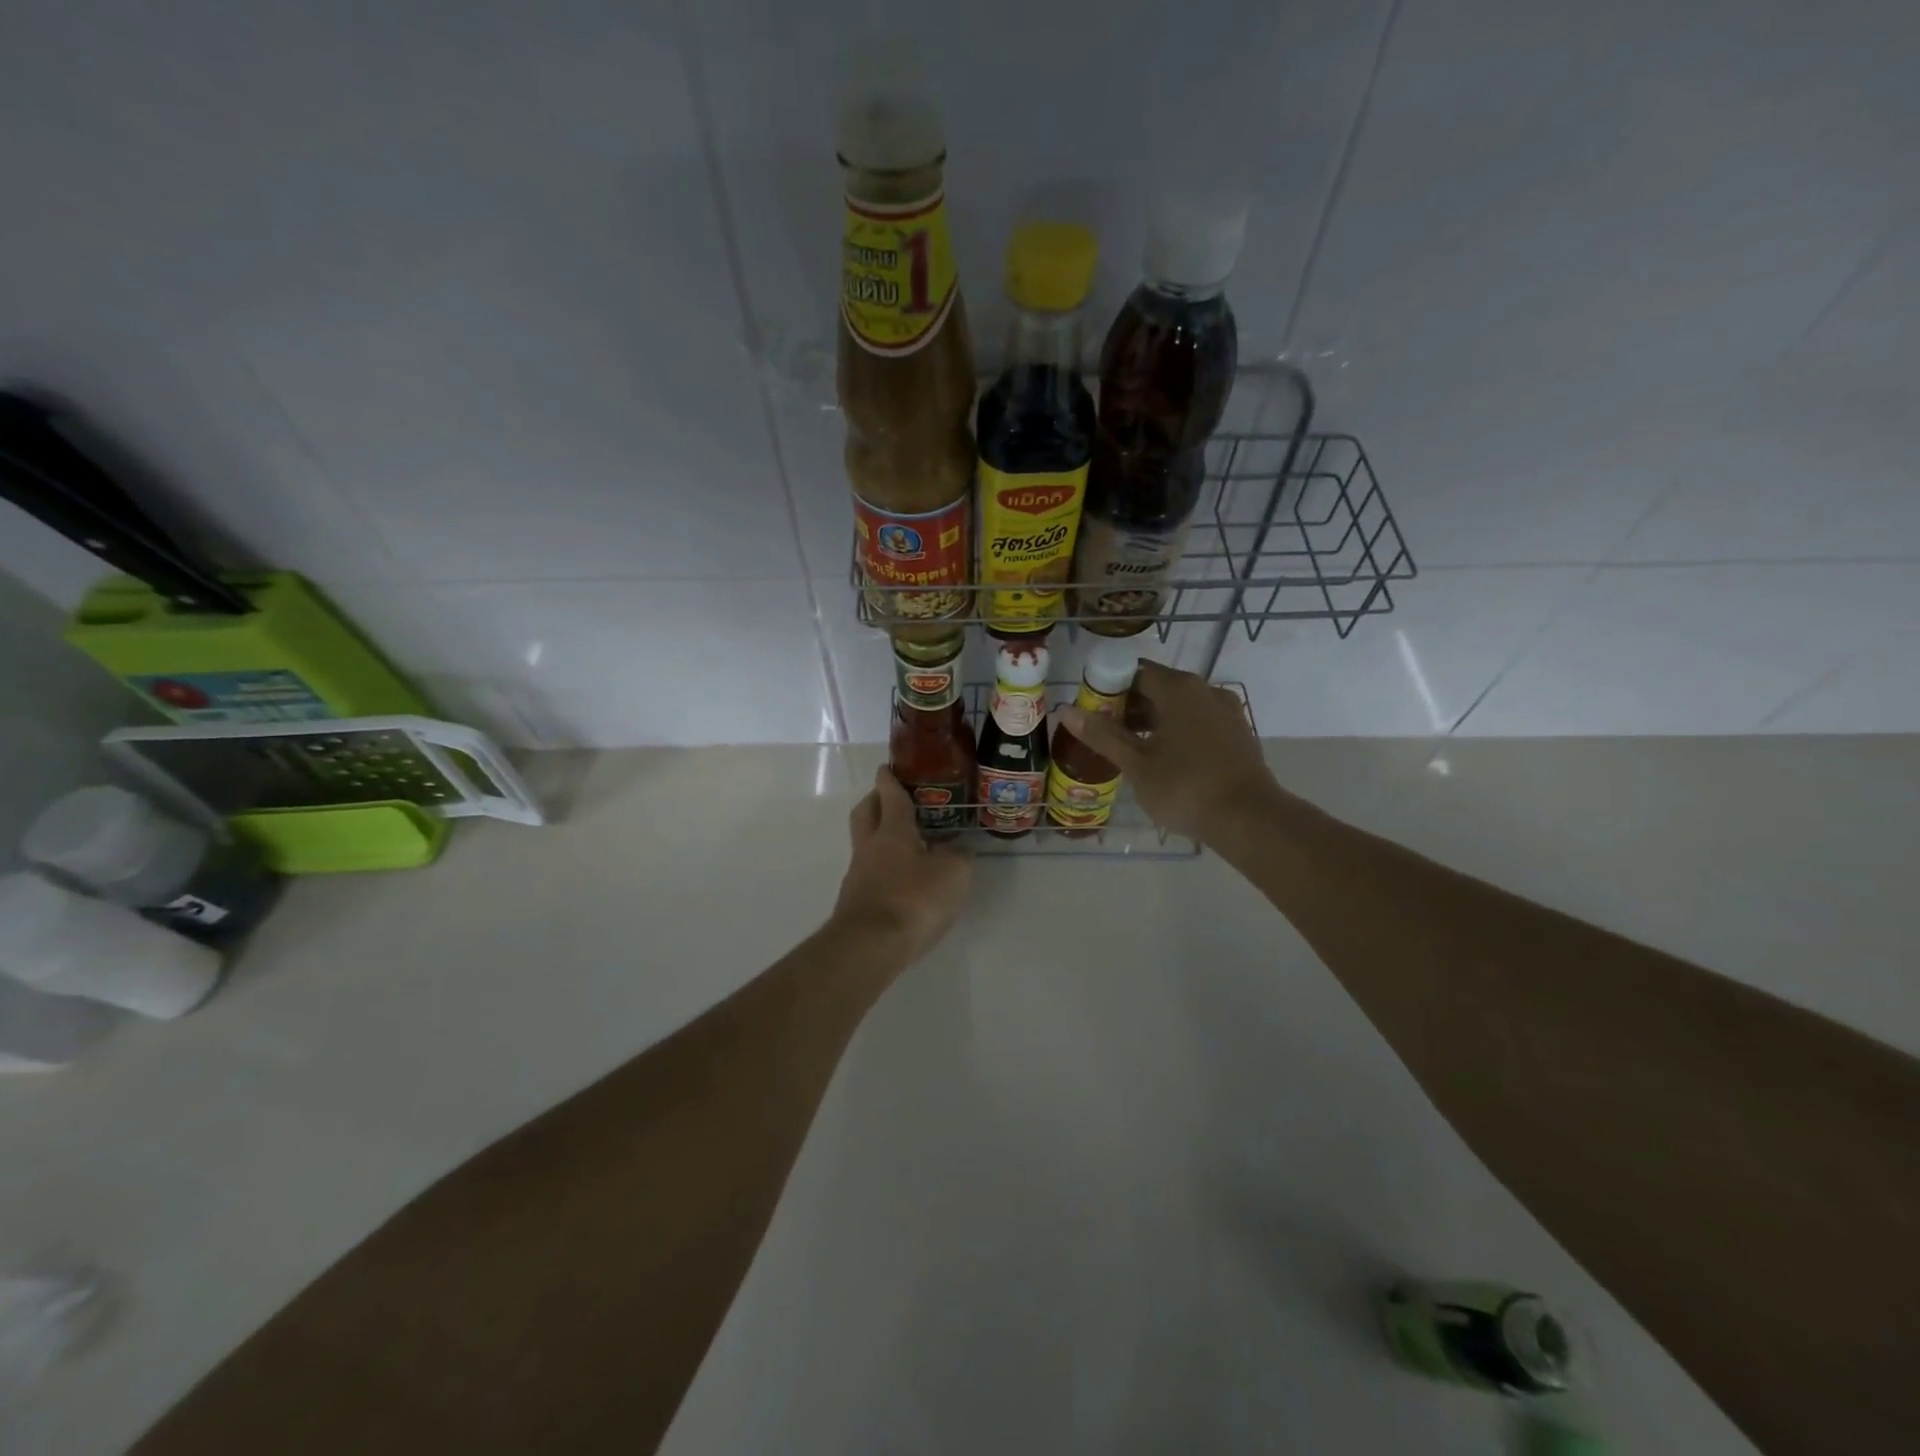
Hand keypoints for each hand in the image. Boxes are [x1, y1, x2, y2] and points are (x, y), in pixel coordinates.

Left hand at [831, 766, 972, 961]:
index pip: (889, 794)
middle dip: (876, 800)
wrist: (869, 946)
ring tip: (909, 842)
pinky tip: (903, 878)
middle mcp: (870, 846)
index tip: (888, 766)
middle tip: (893, 798)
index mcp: (892, 830)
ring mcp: (859, 874)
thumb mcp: (953, 873)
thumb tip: (958, 848)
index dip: (890, 778)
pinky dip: (884, 866)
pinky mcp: (857, 900)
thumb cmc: (913, 899)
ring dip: (881, 836)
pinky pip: (870, 871)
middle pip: (865, 812)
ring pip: (866, 843)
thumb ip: (959, 855)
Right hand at [1058, 661, 1281, 842]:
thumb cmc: (1185, 787)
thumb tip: (1067, 710)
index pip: (1134, 672)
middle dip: (1129, 706)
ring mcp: (1226, 711)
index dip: (1108, 687)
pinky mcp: (1238, 733)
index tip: (1092, 710)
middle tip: (1105, 733)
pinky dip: (1177, 732)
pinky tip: (1164, 759)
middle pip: (1158, 687)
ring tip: (1130, 750)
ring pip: (1180, 706)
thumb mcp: (1136, 763)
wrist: (1249, 818)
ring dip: (1153, 721)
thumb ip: (1102, 735)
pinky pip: (1198, 722)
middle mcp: (1205, 689)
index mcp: (1178, 688)